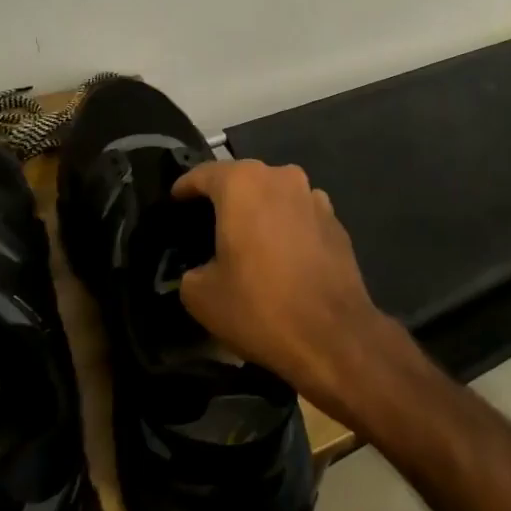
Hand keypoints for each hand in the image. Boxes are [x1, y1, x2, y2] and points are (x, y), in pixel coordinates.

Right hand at [172, 160, 397, 419]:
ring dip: (259, 211)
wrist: (334, 336)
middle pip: (243, 180)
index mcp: (243, 184)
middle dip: (224, 198)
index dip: (184, 188)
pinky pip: (300, 216)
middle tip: (207, 224)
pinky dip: (286, 228)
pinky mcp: (336, 223)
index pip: (203, 174)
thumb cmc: (260, 307)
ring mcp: (314, 198)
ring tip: (247, 241)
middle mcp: (281, 178)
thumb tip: (200, 269)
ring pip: (275, 196)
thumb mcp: (201, 296)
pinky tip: (280, 257)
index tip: (174, 202)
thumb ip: (190, 271)